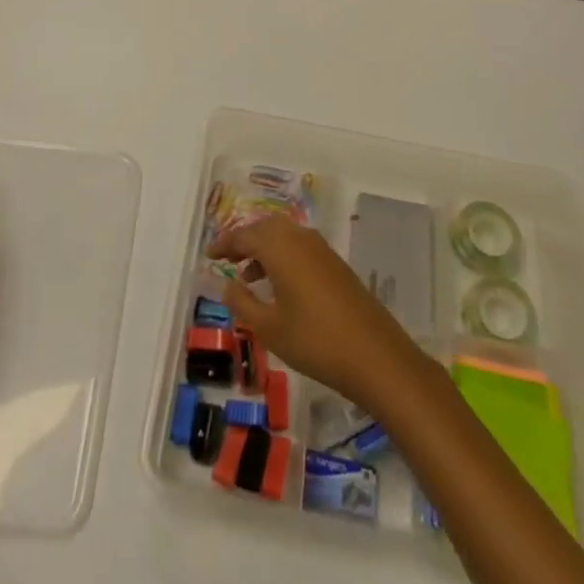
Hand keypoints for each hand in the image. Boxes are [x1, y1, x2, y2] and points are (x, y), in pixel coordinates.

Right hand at [209, 215, 433, 411]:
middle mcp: (300, 238)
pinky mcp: (335, 265)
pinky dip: (282, 258)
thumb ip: (242, 303)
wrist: (375, 355)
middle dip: (244, 241)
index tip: (208, 255)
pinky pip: (299, 248)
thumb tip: (227, 284)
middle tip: (226, 259)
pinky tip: (279, 287)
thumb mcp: (269, 328)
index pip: (244, 235)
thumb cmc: (314, 341)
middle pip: (265, 228)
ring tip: (247, 278)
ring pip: (284, 237)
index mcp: (280, 247)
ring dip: (264, 250)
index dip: (224, 243)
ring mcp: (321, 250)